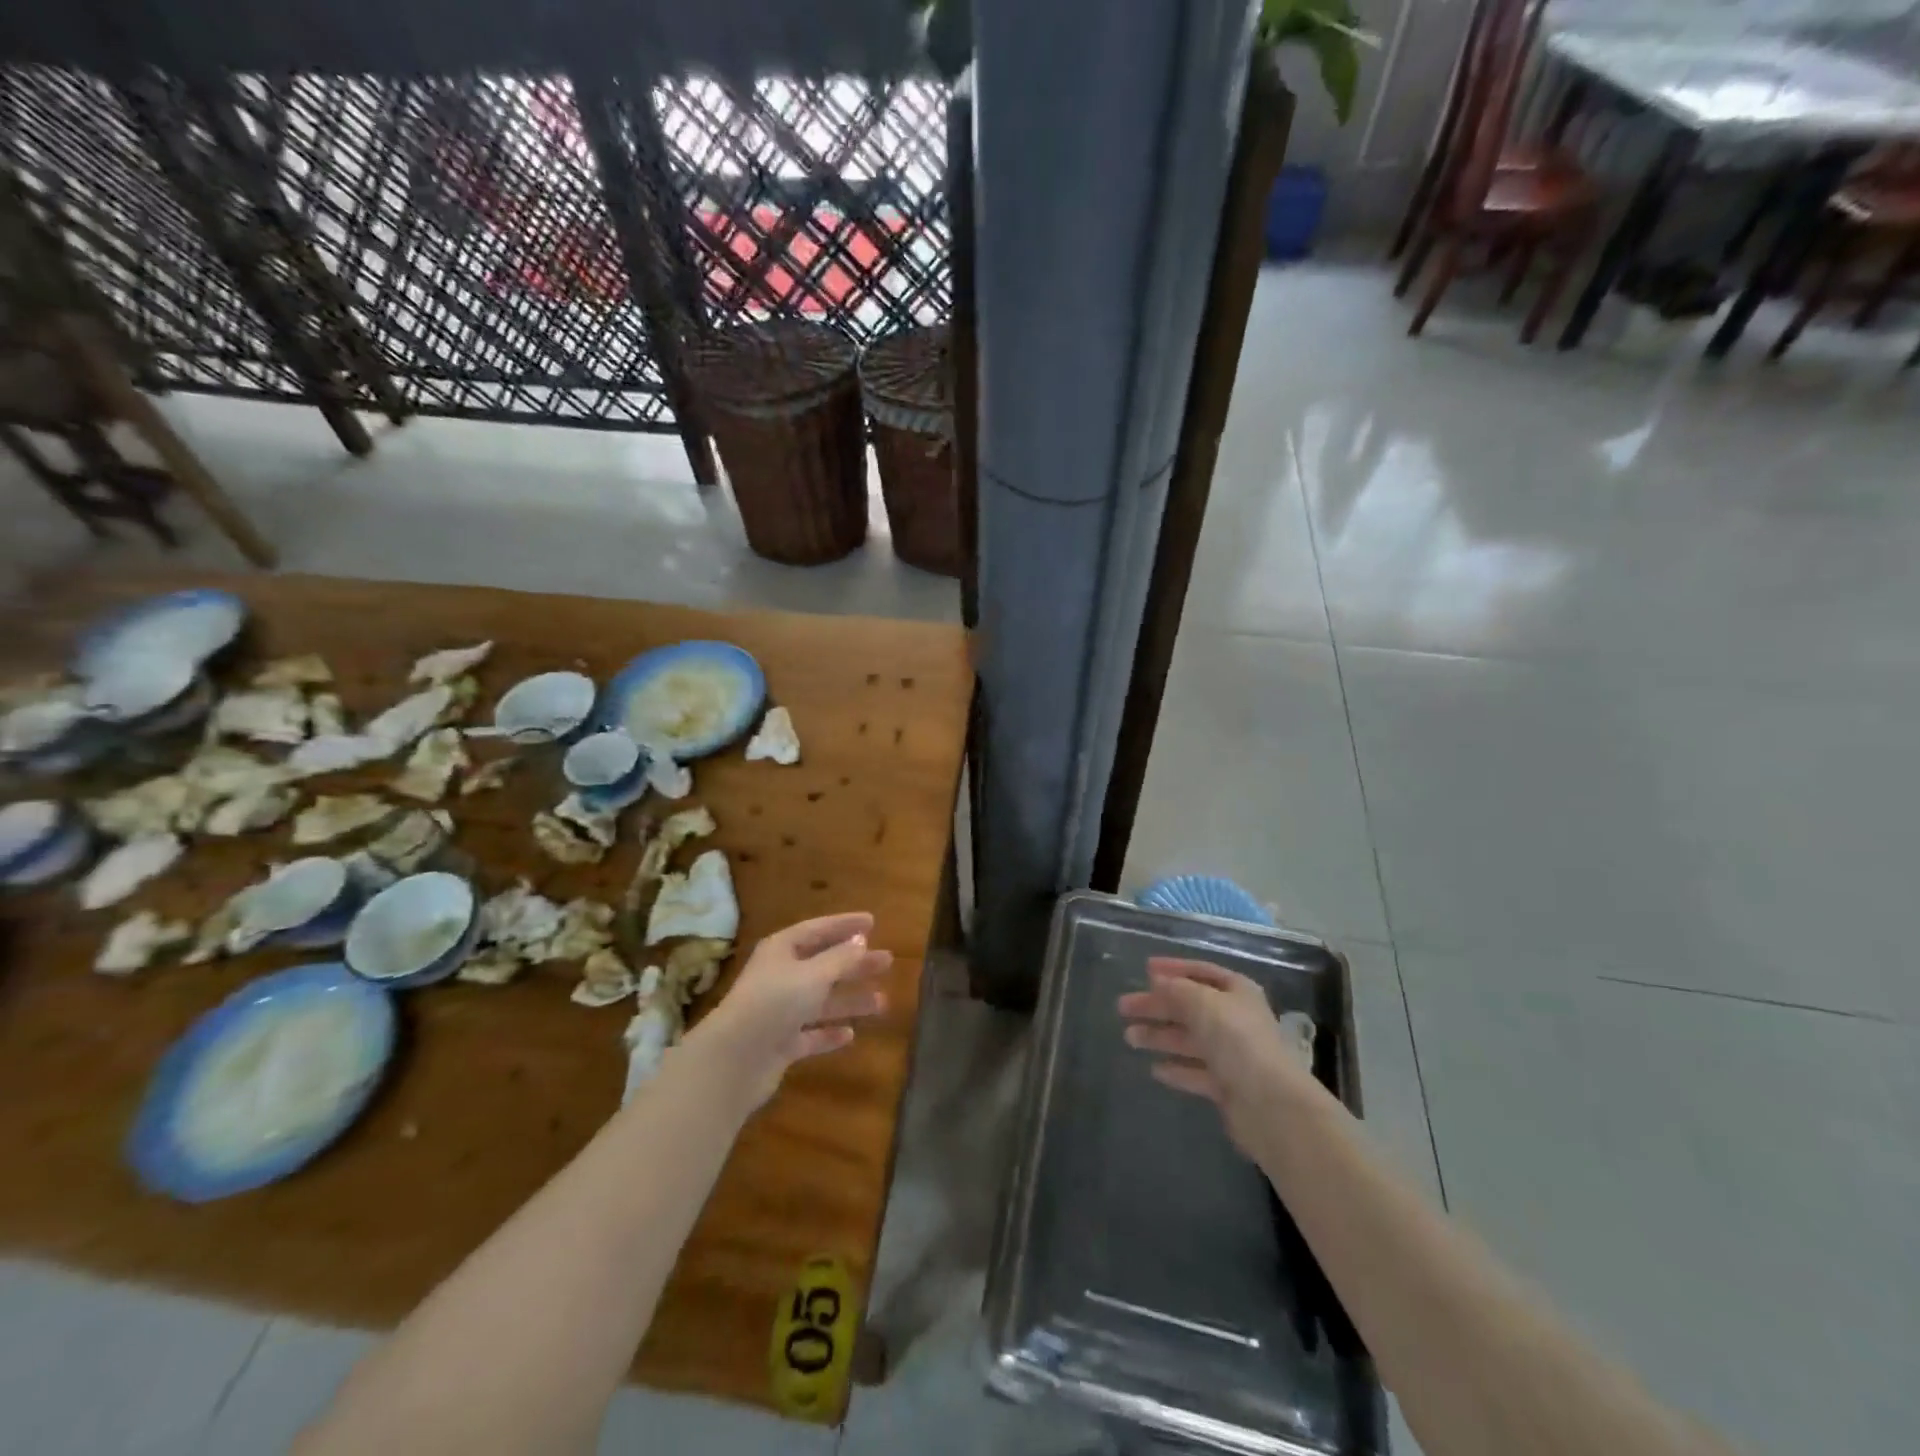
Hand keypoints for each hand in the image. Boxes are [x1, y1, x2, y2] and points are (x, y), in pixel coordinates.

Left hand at [687, 912, 891, 1108]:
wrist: (735, 1060)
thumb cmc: (775, 1002)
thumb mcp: (814, 974)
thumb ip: (840, 958)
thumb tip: (861, 940)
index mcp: (782, 950)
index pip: (818, 929)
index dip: (845, 924)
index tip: (873, 921)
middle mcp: (780, 976)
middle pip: (823, 965)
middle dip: (855, 964)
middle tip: (887, 962)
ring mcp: (779, 1012)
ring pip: (821, 1001)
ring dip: (850, 1001)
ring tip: (882, 1003)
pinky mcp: (780, 1044)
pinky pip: (810, 1034)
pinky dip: (829, 1033)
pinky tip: (850, 1036)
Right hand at [1117, 958, 1312, 1158]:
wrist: (1270, 1105)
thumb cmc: (1237, 1041)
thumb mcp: (1203, 1003)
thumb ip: (1177, 990)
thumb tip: (1158, 981)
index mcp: (1237, 992)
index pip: (1202, 972)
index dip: (1174, 969)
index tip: (1145, 970)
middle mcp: (1236, 1020)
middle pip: (1190, 1007)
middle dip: (1157, 1006)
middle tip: (1123, 1007)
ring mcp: (1233, 1055)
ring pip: (1189, 1040)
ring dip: (1160, 1036)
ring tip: (1129, 1037)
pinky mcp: (1227, 1087)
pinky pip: (1195, 1072)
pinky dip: (1176, 1069)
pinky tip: (1155, 1069)